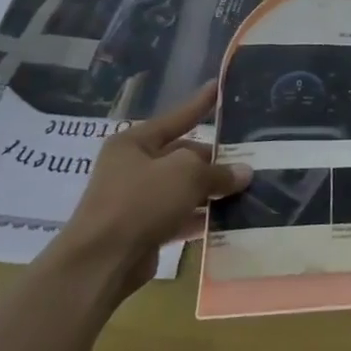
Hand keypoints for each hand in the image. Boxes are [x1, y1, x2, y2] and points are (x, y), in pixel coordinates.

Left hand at [57, 81, 251, 293]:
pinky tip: (231, 218)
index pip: (176, 117)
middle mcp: (133, 167)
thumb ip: (218, 171)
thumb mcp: (186, 174)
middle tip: (250, 157)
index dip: (200, 103)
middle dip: (215, 160)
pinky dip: (202, 217)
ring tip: (249, 187)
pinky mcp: (143, 230)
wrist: (100, 263)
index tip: (218, 87)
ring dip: (212, 190)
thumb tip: (244, 172)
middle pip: (183, 156)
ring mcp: (137, 200)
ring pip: (184, 188)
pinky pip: (180, 216)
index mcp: (134, 143)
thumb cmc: (140, 202)